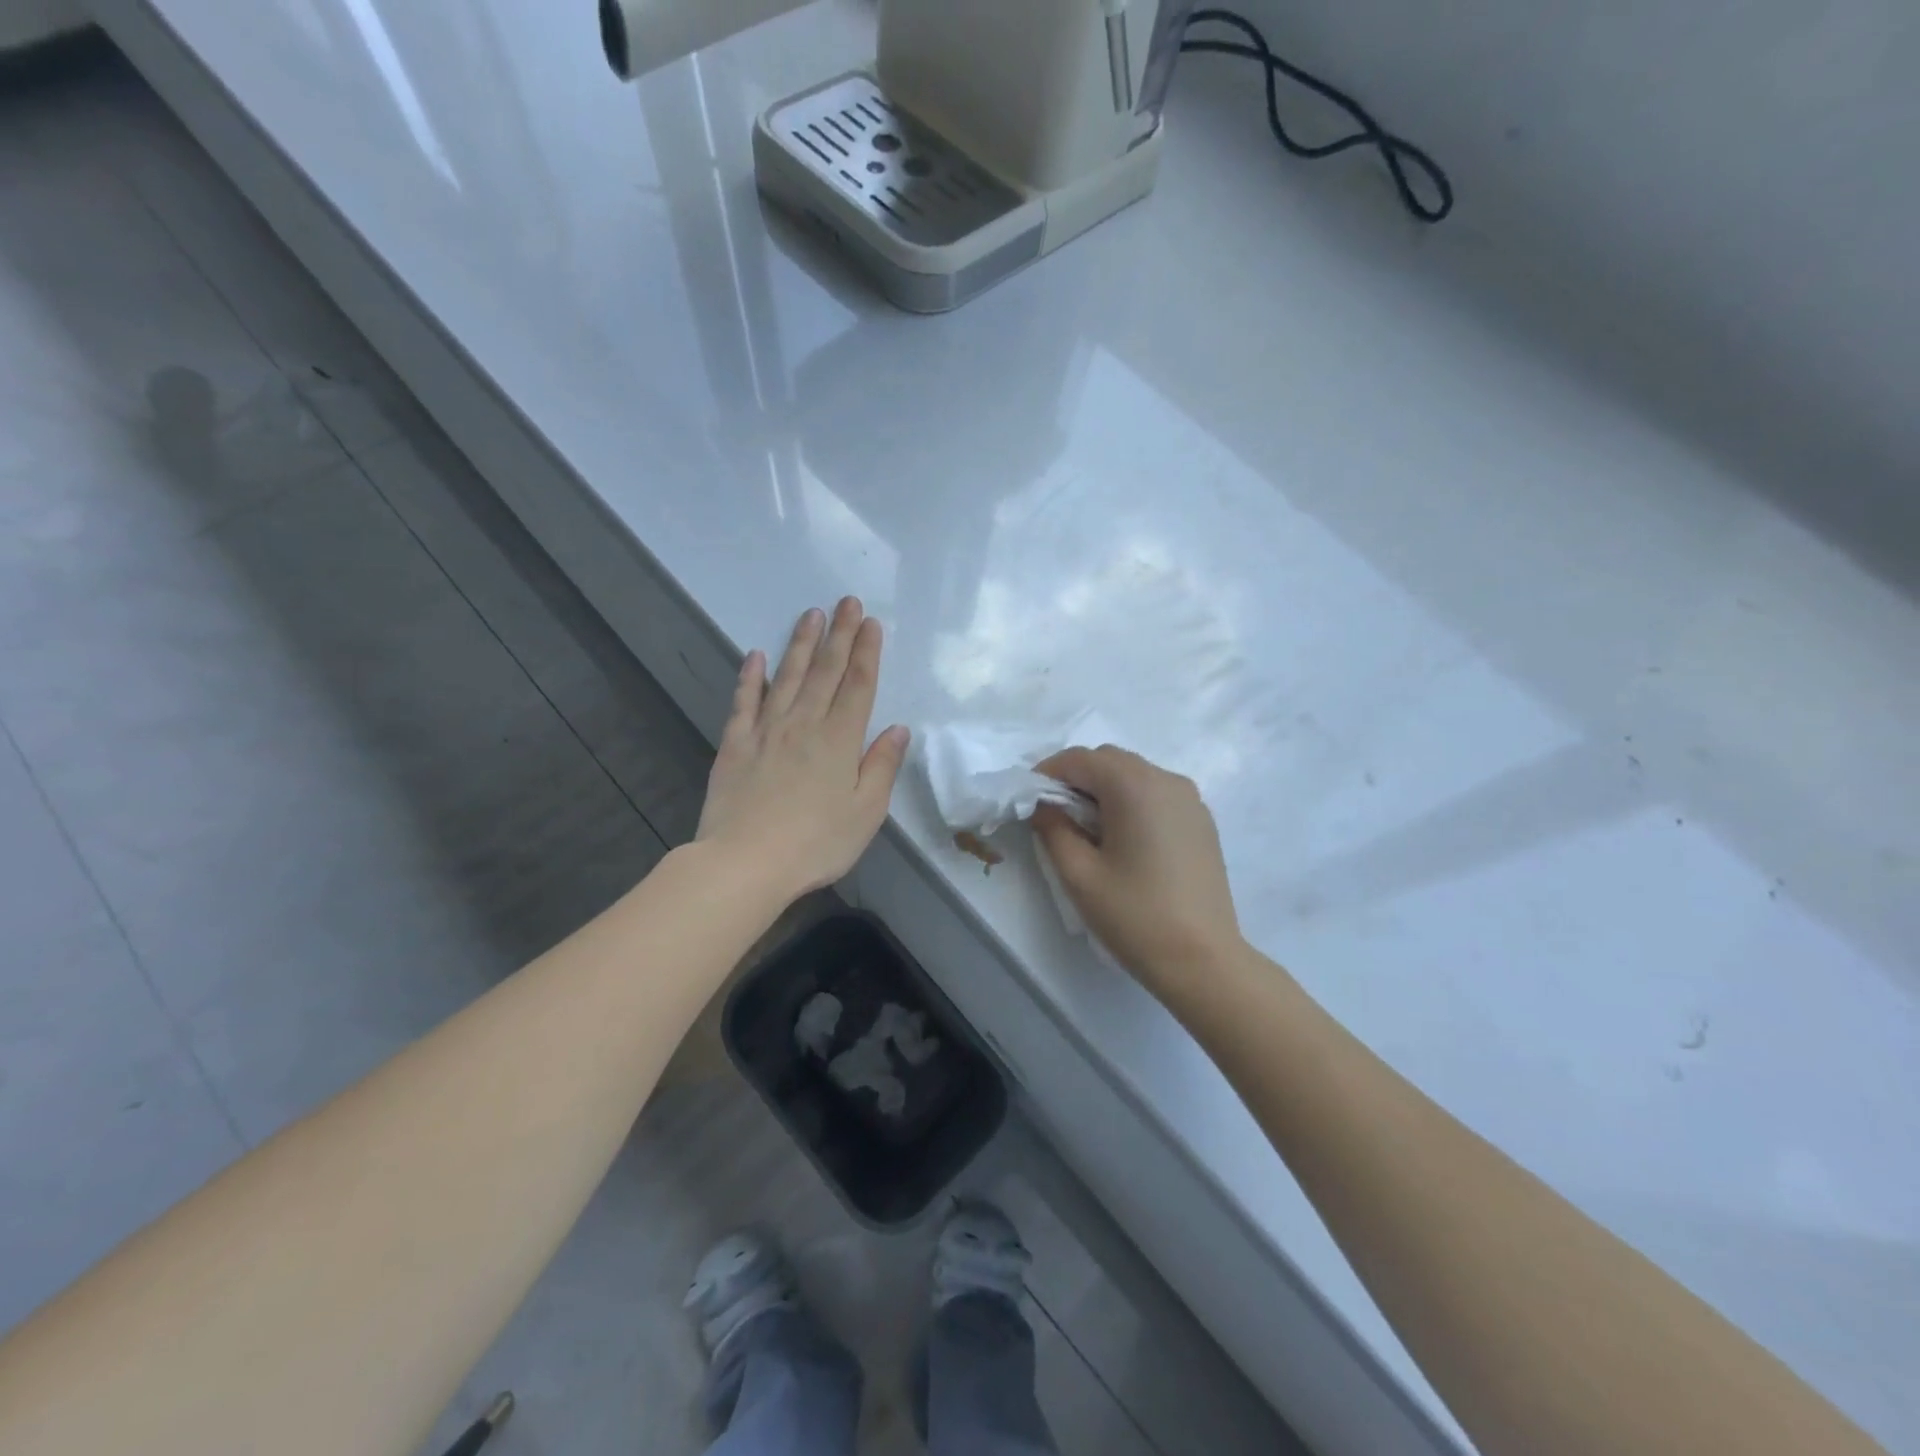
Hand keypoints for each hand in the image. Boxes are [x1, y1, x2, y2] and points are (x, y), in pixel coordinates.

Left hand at [697, 599, 910, 900]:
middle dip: (839, 634)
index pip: (858, 685)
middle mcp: (805, 724)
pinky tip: (755, 655)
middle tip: (846, 601)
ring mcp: (767, 731)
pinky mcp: (735, 744)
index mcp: (840, 740)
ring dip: (801, 644)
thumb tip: (898, 730)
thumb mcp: (866, 813)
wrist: (745, 863)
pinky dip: (750, 677)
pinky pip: (744, 702)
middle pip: (826, 671)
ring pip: (788, 677)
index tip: (871, 622)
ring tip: (812, 615)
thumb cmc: (816, 843)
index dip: (866, 652)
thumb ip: (882, 767)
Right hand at [1032, 746, 1243, 998]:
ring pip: (1135, 774)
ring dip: (1105, 788)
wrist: (1203, 960)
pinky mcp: (1201, 821)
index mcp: (1134, 786)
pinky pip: (1157, 793)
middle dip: (1077, 778)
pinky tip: (1123, 839)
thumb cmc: (1135, 916)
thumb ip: (1053, 828)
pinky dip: (1132, 801)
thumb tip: (1045, 805)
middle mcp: (1166, 779)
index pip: (1080, 759)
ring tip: (1088, 828)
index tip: (1029, 800)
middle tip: (1055, 814)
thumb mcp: (1079, 874)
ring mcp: (1190, 799)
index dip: (1048, 773)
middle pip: (1110, 760)